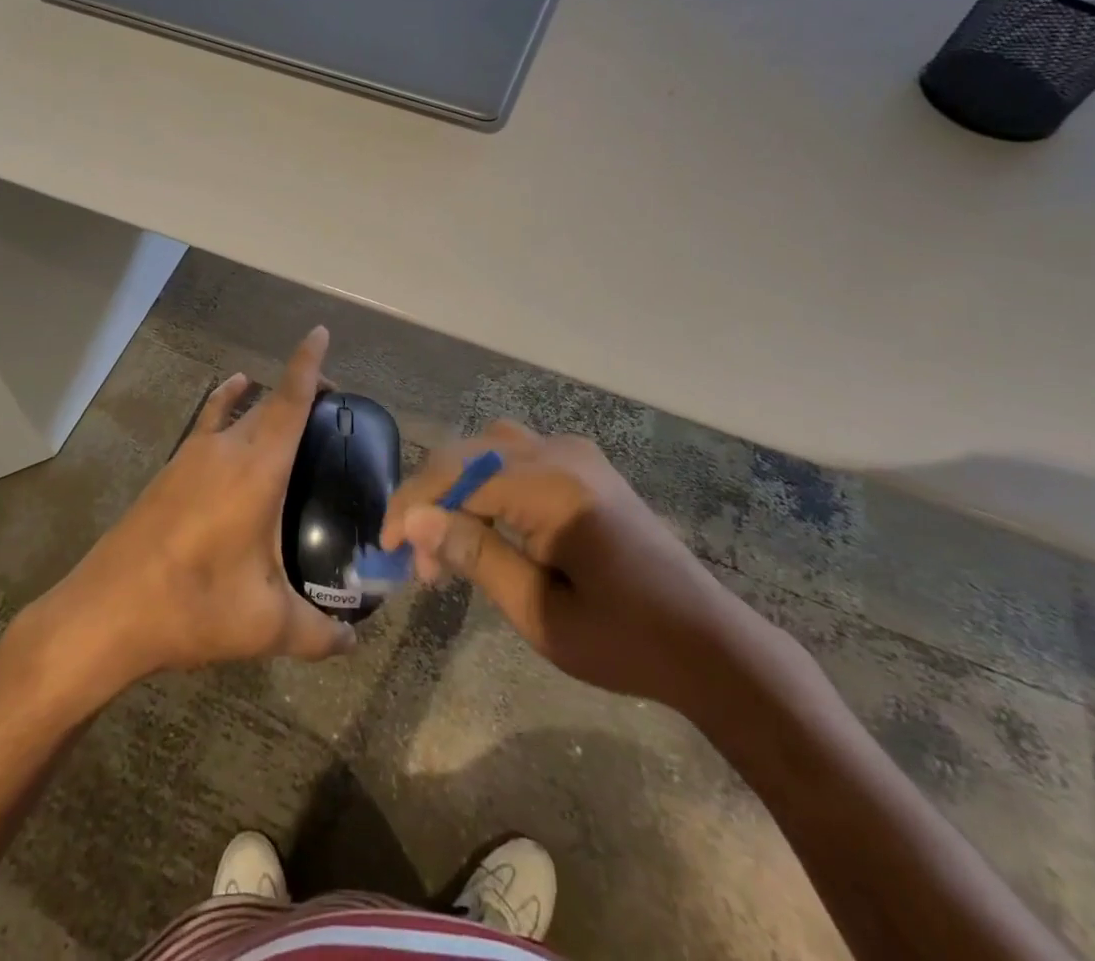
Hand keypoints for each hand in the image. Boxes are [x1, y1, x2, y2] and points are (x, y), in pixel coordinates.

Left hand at [25, 327, 355, 699]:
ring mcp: (192, 457)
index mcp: (257, 470)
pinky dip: (226, 405)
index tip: (319, 332)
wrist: (107, 610)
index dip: (309, 364)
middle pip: (269, 402)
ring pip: (237, 411)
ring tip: (290, 412)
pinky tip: (231, 408)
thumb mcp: (266, 626)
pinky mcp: (171, 471)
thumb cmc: (194, 607)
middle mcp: (226, 450)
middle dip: (300, 387)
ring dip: (265, 401)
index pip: (290, 401)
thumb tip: (353, 644)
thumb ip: (318, 634)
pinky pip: (208, 423)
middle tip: (333, 401)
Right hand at [380, 421, 766, 712]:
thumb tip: (412, 521)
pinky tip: (484, 527)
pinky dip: (487, 486)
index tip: (385, 549)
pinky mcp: (584, 466)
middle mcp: (561, 453)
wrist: (709, 644)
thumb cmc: (625, 640)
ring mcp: (576, 454)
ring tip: (447, 547)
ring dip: (457, 490)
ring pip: (489, 450)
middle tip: (419, 563)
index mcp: (552, 485)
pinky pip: (516, 458)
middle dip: (431, 501)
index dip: (412, 506)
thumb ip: (474, 555)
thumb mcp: (539, 611)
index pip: (457, 475)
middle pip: (468, 454)